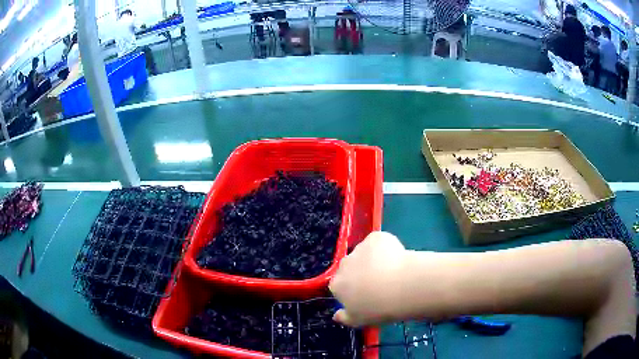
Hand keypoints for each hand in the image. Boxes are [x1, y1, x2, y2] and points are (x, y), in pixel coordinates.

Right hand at [329, 231, 407, 326]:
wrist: (402, 287)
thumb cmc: (378, 308)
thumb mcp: (359, 321)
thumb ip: (344, 317)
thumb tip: (336, 316)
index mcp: (337, 285)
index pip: (340, 286)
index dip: (353, 289)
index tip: (366, 295)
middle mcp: (344, 264)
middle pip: (350, 267)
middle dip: (361, 272)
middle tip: (380, 283)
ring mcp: (359, 248)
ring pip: (365, 253)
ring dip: (374, 259)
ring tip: (393, 271)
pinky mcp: (375, 237)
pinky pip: (379, 242)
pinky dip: (386, 247)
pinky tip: (398, 258)